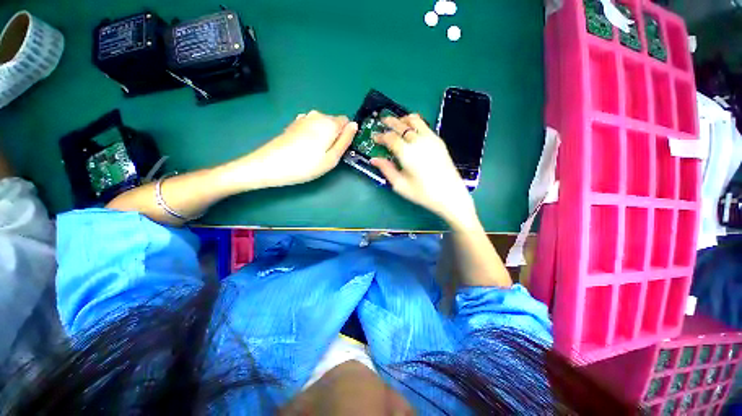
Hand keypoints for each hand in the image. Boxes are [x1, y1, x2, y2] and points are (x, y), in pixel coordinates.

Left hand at [233, 111, 357, 188]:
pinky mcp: (294, 123)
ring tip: (314, 153)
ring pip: (322, 125)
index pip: (347, 122)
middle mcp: (317, 115)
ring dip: (323, 136)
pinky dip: (312, 135)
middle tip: (325, 155)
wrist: (269, 165)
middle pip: (334, 123)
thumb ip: (345, 141)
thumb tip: (355, 125)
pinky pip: (311, 126)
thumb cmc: (305, 166)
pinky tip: (304, 148)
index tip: (338, 150)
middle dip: (334, 136)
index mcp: (329, 123)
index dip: (345, 135)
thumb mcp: (332, 158)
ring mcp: (303, 118)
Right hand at [370, 114, 478, 228]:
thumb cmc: (423, 193)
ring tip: (397, 122)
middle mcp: (418, 141)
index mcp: (407, 153)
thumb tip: (374, 160)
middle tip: (382, 121)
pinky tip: (412, 130)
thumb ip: (386, 169)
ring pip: (415, 120)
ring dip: (403, 119)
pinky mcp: (439, 141)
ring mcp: (430, 139)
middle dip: (390, 121)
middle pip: (401, 125)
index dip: (381, 136)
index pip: (390, 137)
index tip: (375, 138)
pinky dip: (415, 123)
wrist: (450, 195)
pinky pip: (425, 125)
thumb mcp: (400, 185)